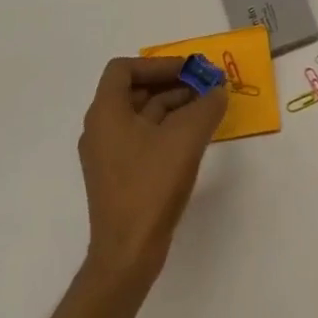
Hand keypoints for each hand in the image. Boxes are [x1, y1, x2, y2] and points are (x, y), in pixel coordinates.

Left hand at [77, 57, 226, 286]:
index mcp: (106, 113)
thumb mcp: (186, 138)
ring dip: (173, 106)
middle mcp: (100, 129)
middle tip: (205, 86)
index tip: (188, 71)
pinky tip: (194, 137)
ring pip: (141, 115)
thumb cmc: (151, 186)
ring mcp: (108, 154)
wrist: (128, 254)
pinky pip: (143, 138)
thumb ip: (207, 106)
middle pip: (135, 91)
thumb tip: (217, 91)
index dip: (158, 64)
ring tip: (207, 109)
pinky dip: (167, 129)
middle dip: (172, 84)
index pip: (124, 69)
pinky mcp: (119, 176)